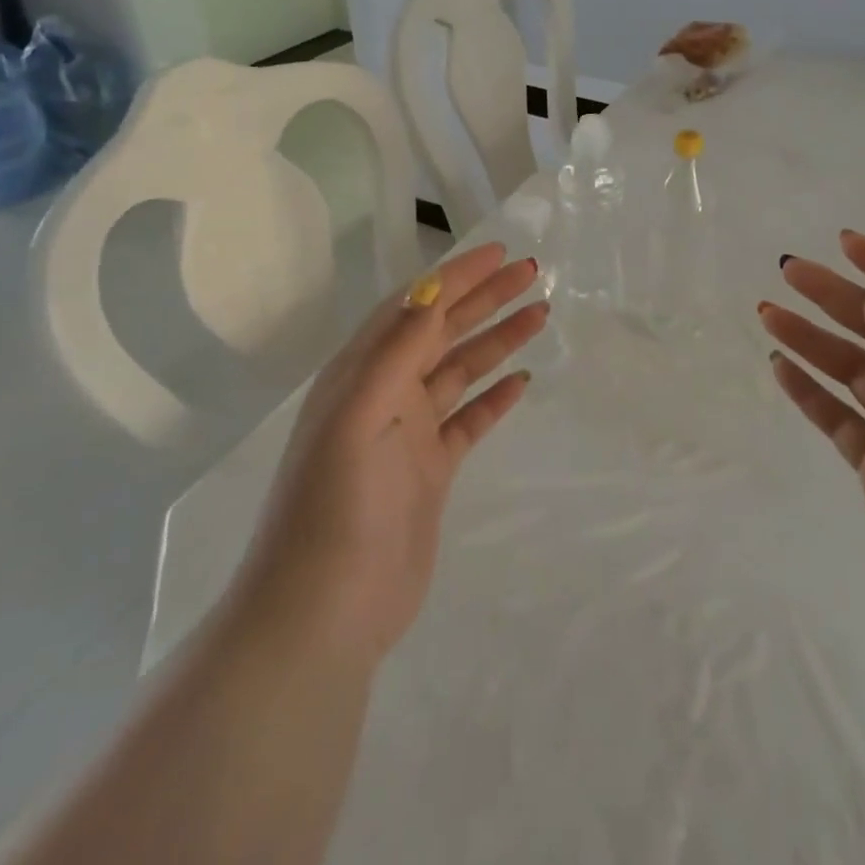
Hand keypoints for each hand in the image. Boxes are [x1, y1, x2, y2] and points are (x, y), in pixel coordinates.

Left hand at [228, 244, 548, 667]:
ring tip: (540, 314)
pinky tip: (523, 380)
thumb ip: (395, 352)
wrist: (324, 612)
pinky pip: (470, 421)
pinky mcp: (430, 471)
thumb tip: (430, 289)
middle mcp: (384, 394)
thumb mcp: (359, 416)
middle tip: (533, 274)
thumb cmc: (335, 506)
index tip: (500, 253)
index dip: (456, 276)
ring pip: (461, 371)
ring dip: (498, 341)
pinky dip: (495, 398)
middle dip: (485, 299)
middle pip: (443, 332)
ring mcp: (408, 434)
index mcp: (360, 374)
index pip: (415, 307)